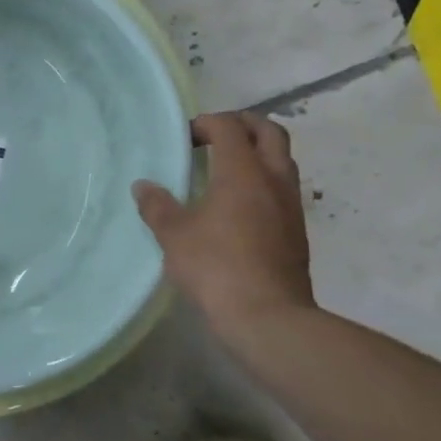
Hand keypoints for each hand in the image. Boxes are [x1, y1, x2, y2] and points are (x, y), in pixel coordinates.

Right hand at [133, 112, 315, 339]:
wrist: (268, 317)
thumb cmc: (216, 267)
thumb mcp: (174, 235)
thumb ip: (157, 206)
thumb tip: (143, 186)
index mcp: (243, 171)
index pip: (230, 126)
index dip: (206, 123)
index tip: (185, 137)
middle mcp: (273, 179)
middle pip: (269, 132)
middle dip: (243, 125)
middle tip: (215, 136)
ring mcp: (291, 205)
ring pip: (282, 160)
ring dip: (258, 153)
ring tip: (226, 168)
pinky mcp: (297, 231)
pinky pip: (283, 189)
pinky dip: (263, 181)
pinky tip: (239, 205)